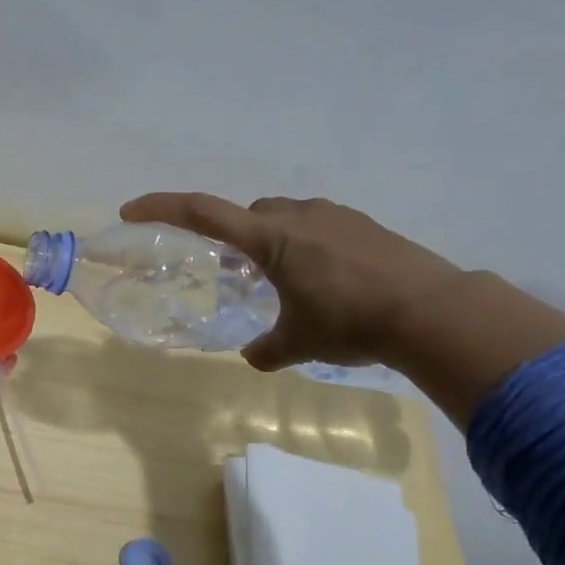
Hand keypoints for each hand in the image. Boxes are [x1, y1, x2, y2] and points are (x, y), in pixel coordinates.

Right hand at [118, 192, 462, 371]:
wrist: (433, 311)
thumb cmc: (350, 322)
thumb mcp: (299, 343)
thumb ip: (266, 349)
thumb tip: (253, 357)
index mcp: (271, 238)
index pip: (203, 212)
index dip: (162, 208)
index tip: (131, 210)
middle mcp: (299, 216)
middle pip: (249, 214)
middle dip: (234, 237)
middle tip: (234, 275)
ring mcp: (336, 216)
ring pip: (285, 218)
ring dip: (273, 241)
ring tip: (280, 280)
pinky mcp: (365, 226)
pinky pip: (318, 226)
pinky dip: (306, 245)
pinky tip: (323, 280)